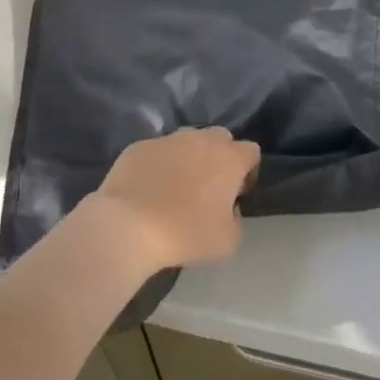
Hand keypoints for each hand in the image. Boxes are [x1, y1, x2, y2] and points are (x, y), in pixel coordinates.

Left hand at [86, 127, 261, 272]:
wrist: (128, 226)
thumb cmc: (185, 233)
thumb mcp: (228, 241)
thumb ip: (237, 220)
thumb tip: (228, 209)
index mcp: (229, 158)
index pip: (251, 151)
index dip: (248, 171)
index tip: (237, 194)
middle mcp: (201, 140)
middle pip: (220, 137)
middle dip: (220, 156)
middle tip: (209, 187)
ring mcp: (167, 140)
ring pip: (187, 140)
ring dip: (188, 156)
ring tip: (176, 185)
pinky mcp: (138, 147)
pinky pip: (156, 151)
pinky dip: (158, 164)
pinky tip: (148, 189)